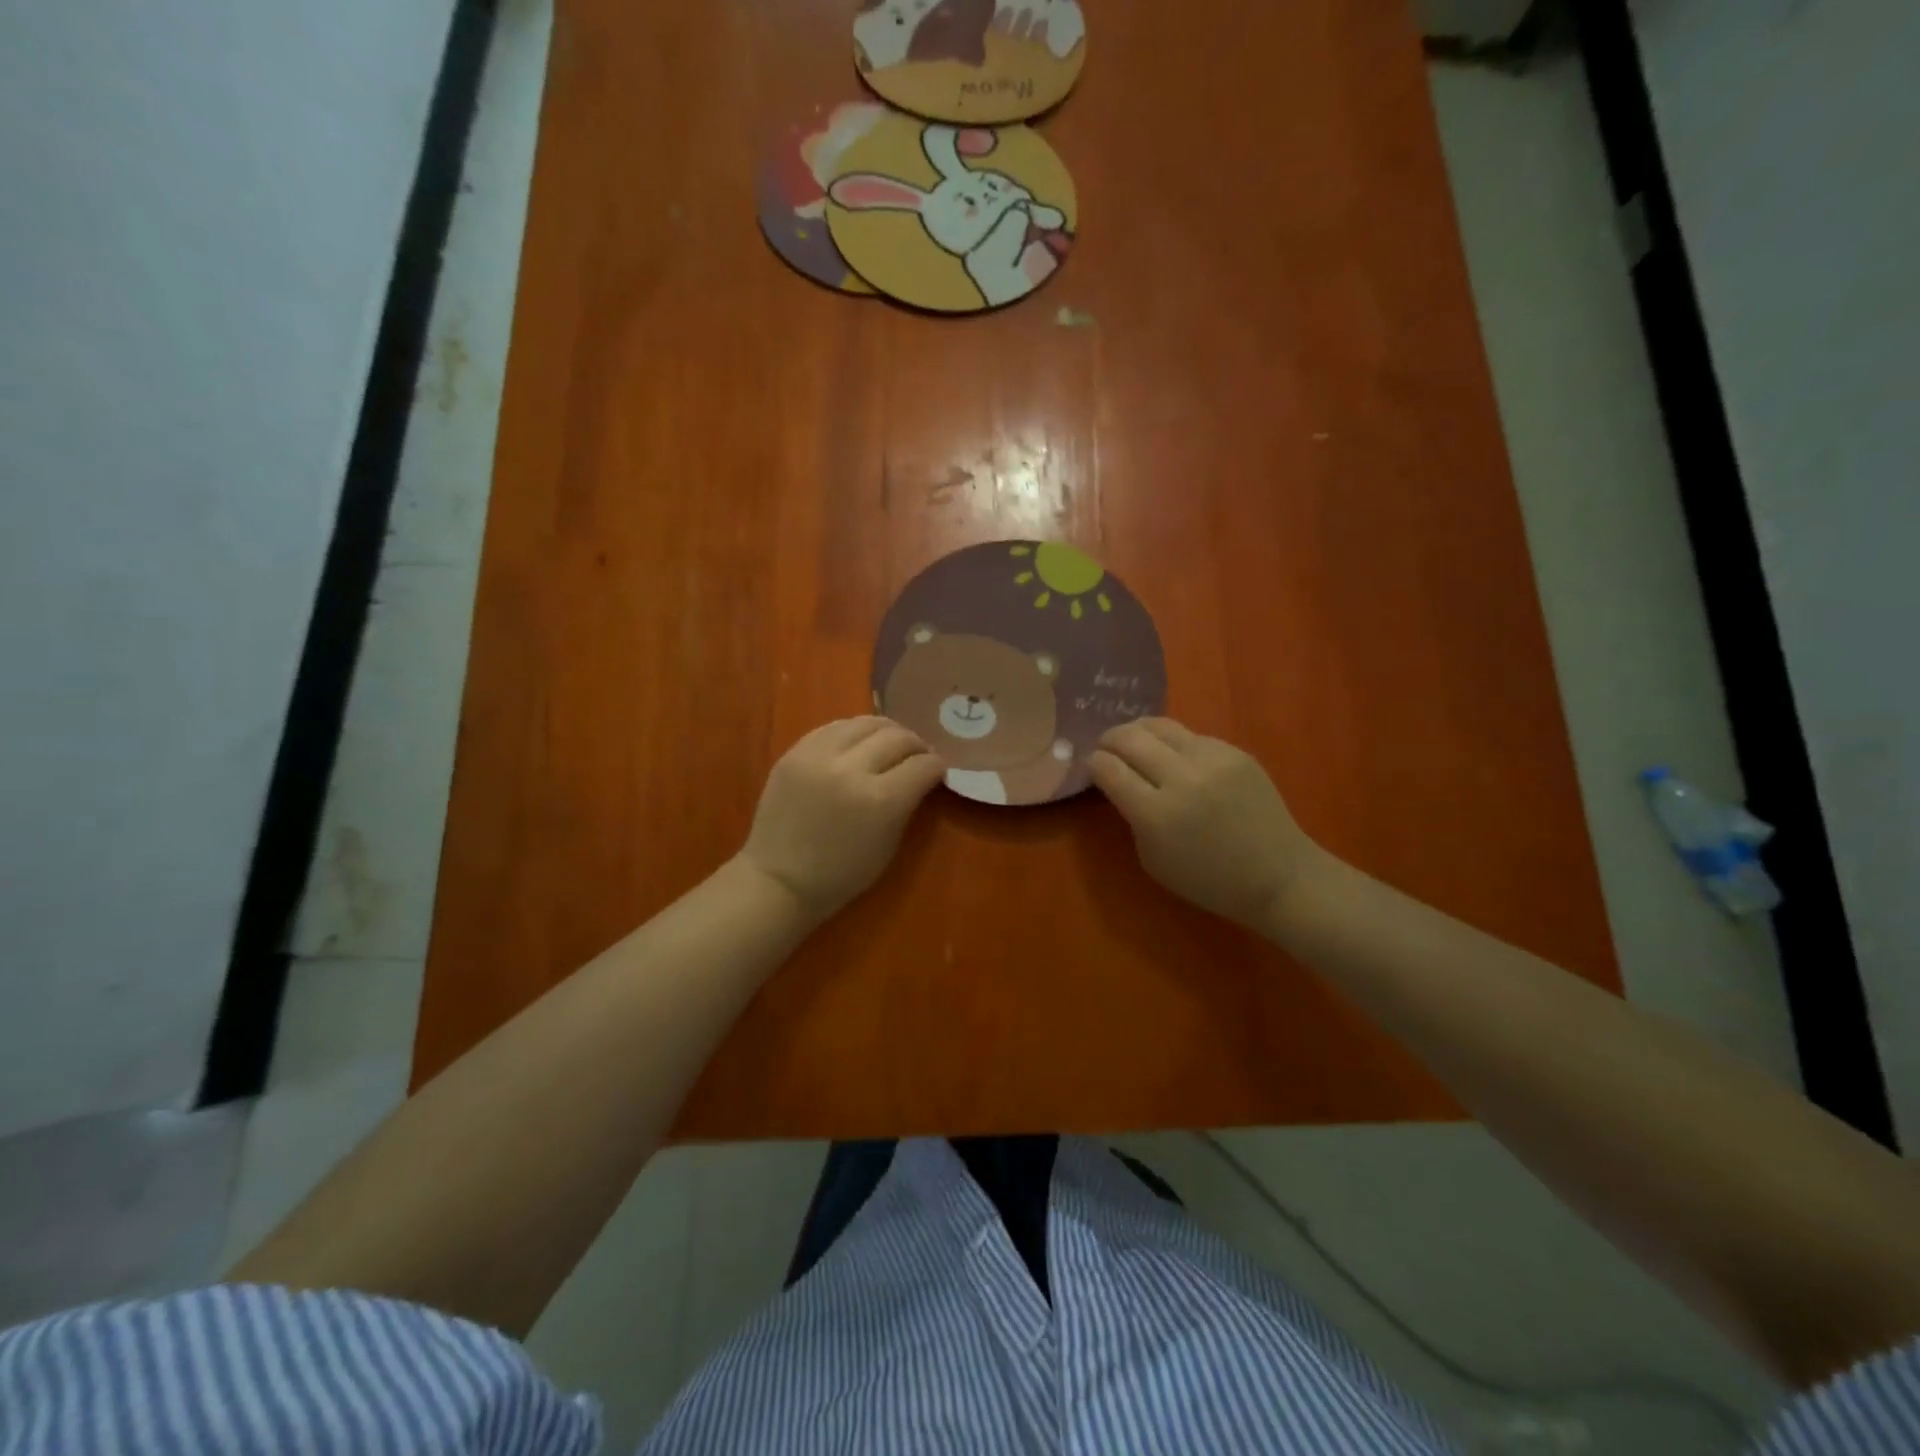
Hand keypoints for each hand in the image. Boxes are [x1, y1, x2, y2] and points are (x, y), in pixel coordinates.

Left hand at [737, 718, 945, 922]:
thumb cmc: (840, 874)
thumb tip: (920, 776)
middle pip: (898, 737)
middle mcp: (852, 769)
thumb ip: (907, 804)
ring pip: (866, 722)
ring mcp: (819, 756)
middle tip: (918, 755)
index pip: (923, 765)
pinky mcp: (795, 751)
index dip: (936, 766)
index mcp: (881, 800)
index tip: (937, 771)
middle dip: (916, 744)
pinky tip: (859, 743)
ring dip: (887, 731)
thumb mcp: (888, 845)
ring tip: (891, 743)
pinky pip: (834, 727)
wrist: (778, 880)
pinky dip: (854, 732)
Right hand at [1088, 718, 1329, 931]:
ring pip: (1159, 725)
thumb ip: (1132, 816)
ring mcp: (1212, 759)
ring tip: (1133, 741)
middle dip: (1109, 740)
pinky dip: (1173, 743)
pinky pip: (1191, 736)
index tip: (1092, 766)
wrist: (1278, 876)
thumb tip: (1119, 782)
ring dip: (1137, 732)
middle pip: (1128, 737)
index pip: (1108, 768)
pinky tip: (1174, 757)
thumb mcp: (1152, 859)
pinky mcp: (1234, 751)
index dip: (1093, 763)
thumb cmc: (1209, 880)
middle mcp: (1182, 778)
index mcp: (1156, 814)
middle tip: (1105, 748)